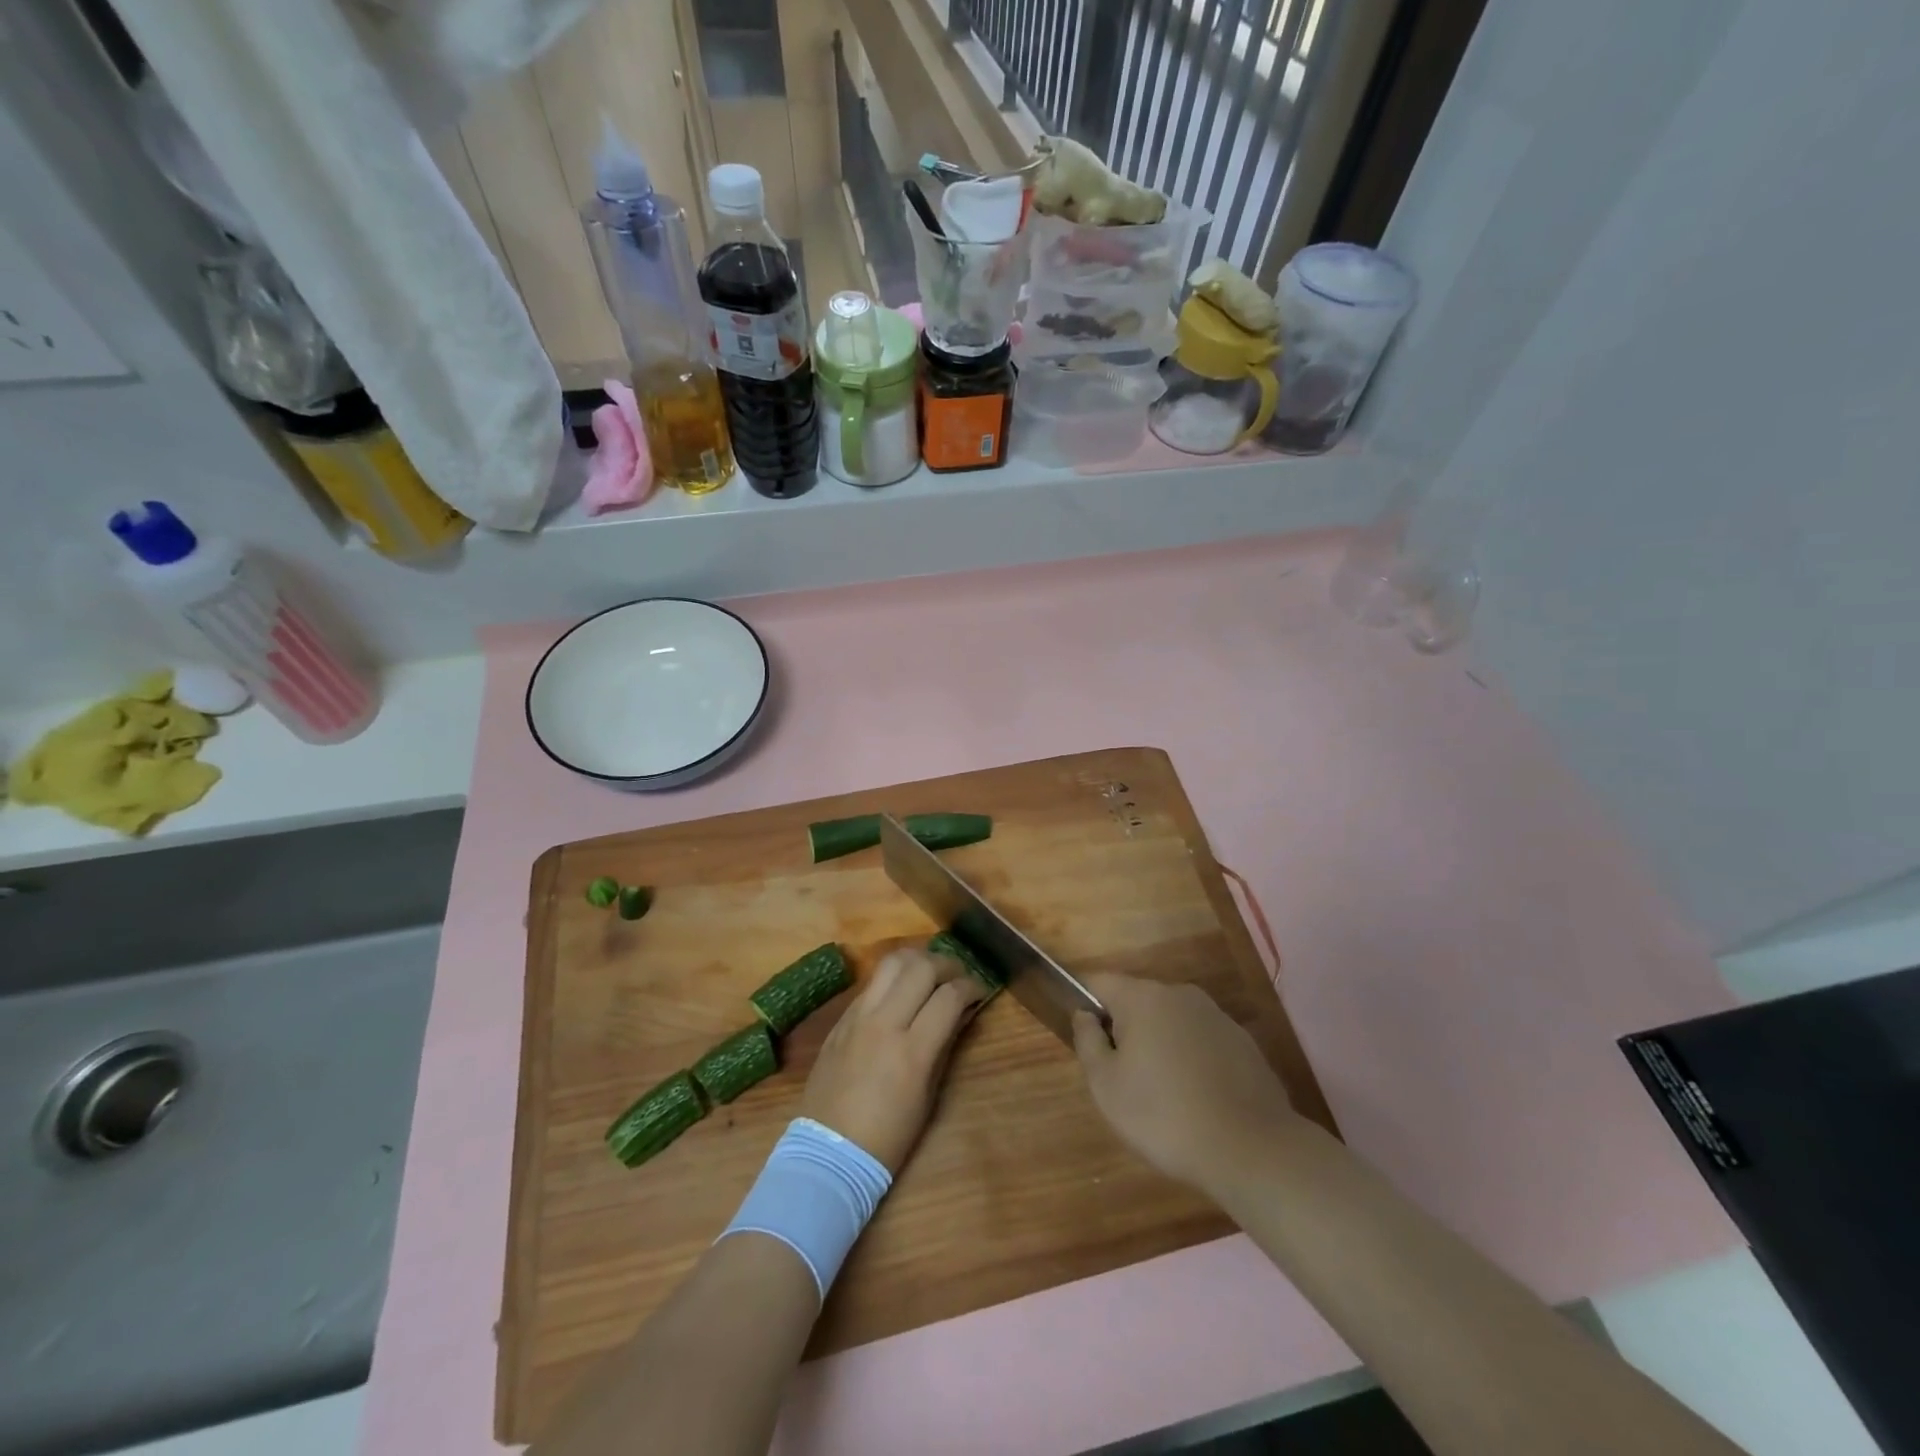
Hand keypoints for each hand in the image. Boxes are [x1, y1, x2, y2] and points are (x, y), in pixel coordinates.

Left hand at [800, 947, 987, 1172]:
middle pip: (921, 967)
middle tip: (958, 976)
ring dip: (918, 960)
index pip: (949, 997)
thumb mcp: (928, 1096)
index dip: (971, 987)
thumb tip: (960, 1013)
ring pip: (891, 962)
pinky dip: (893, 978)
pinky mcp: (841, 1018)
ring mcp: (858, 1017)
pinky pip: (872, 983)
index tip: (980, 990)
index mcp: (911, 1051)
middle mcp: (884, 1023)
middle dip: (948, 964)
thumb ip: (944, 1046)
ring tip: (930, 973)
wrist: (828, 1153)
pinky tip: (901, 992)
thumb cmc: (888, 1137)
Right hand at [1073, 974, 1299, 1195]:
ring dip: (1159, 1045)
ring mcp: (1216, 1016)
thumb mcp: (1106, 1085)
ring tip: (1161, 1094)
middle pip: (1137, 1001)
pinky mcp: (1243, 1042)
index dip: (1084, 1003)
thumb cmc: (1164, 1115)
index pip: (1100, 982)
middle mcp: (1180, 994)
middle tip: (1121, 1077)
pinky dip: (1191, 1060)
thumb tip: (1085, 1015)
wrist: (1252, 1150)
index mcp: (1142, 997)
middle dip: (1124, 1029)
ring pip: (1171, 1021)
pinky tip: (1195, 1099)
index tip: (1084, 1039)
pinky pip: (1201, 1042)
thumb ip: (1087, 1041)